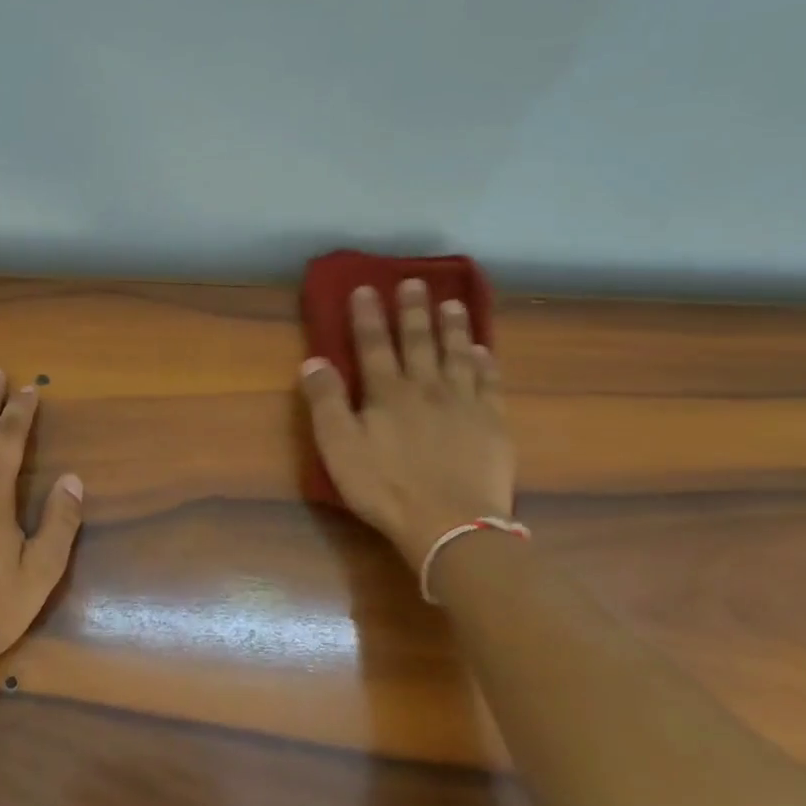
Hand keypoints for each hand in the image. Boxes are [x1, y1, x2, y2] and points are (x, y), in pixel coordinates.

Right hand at [299, 281, 514, 570]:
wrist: (450, 524)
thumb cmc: (386, 487)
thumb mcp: (339, 448)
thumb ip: (326, 402)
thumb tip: (313, 361)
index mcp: (387, 393)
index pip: (373, 344)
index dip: (367, 315)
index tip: (365, 287)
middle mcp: (426, 387)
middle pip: (418, 341)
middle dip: (413, 310)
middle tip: (415, 281)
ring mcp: (463, 403)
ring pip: (457, 354)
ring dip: (452, 327)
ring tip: (452, 303)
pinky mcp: (492, 424)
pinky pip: (489, 383)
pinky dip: (485, 363)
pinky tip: (484, 351)